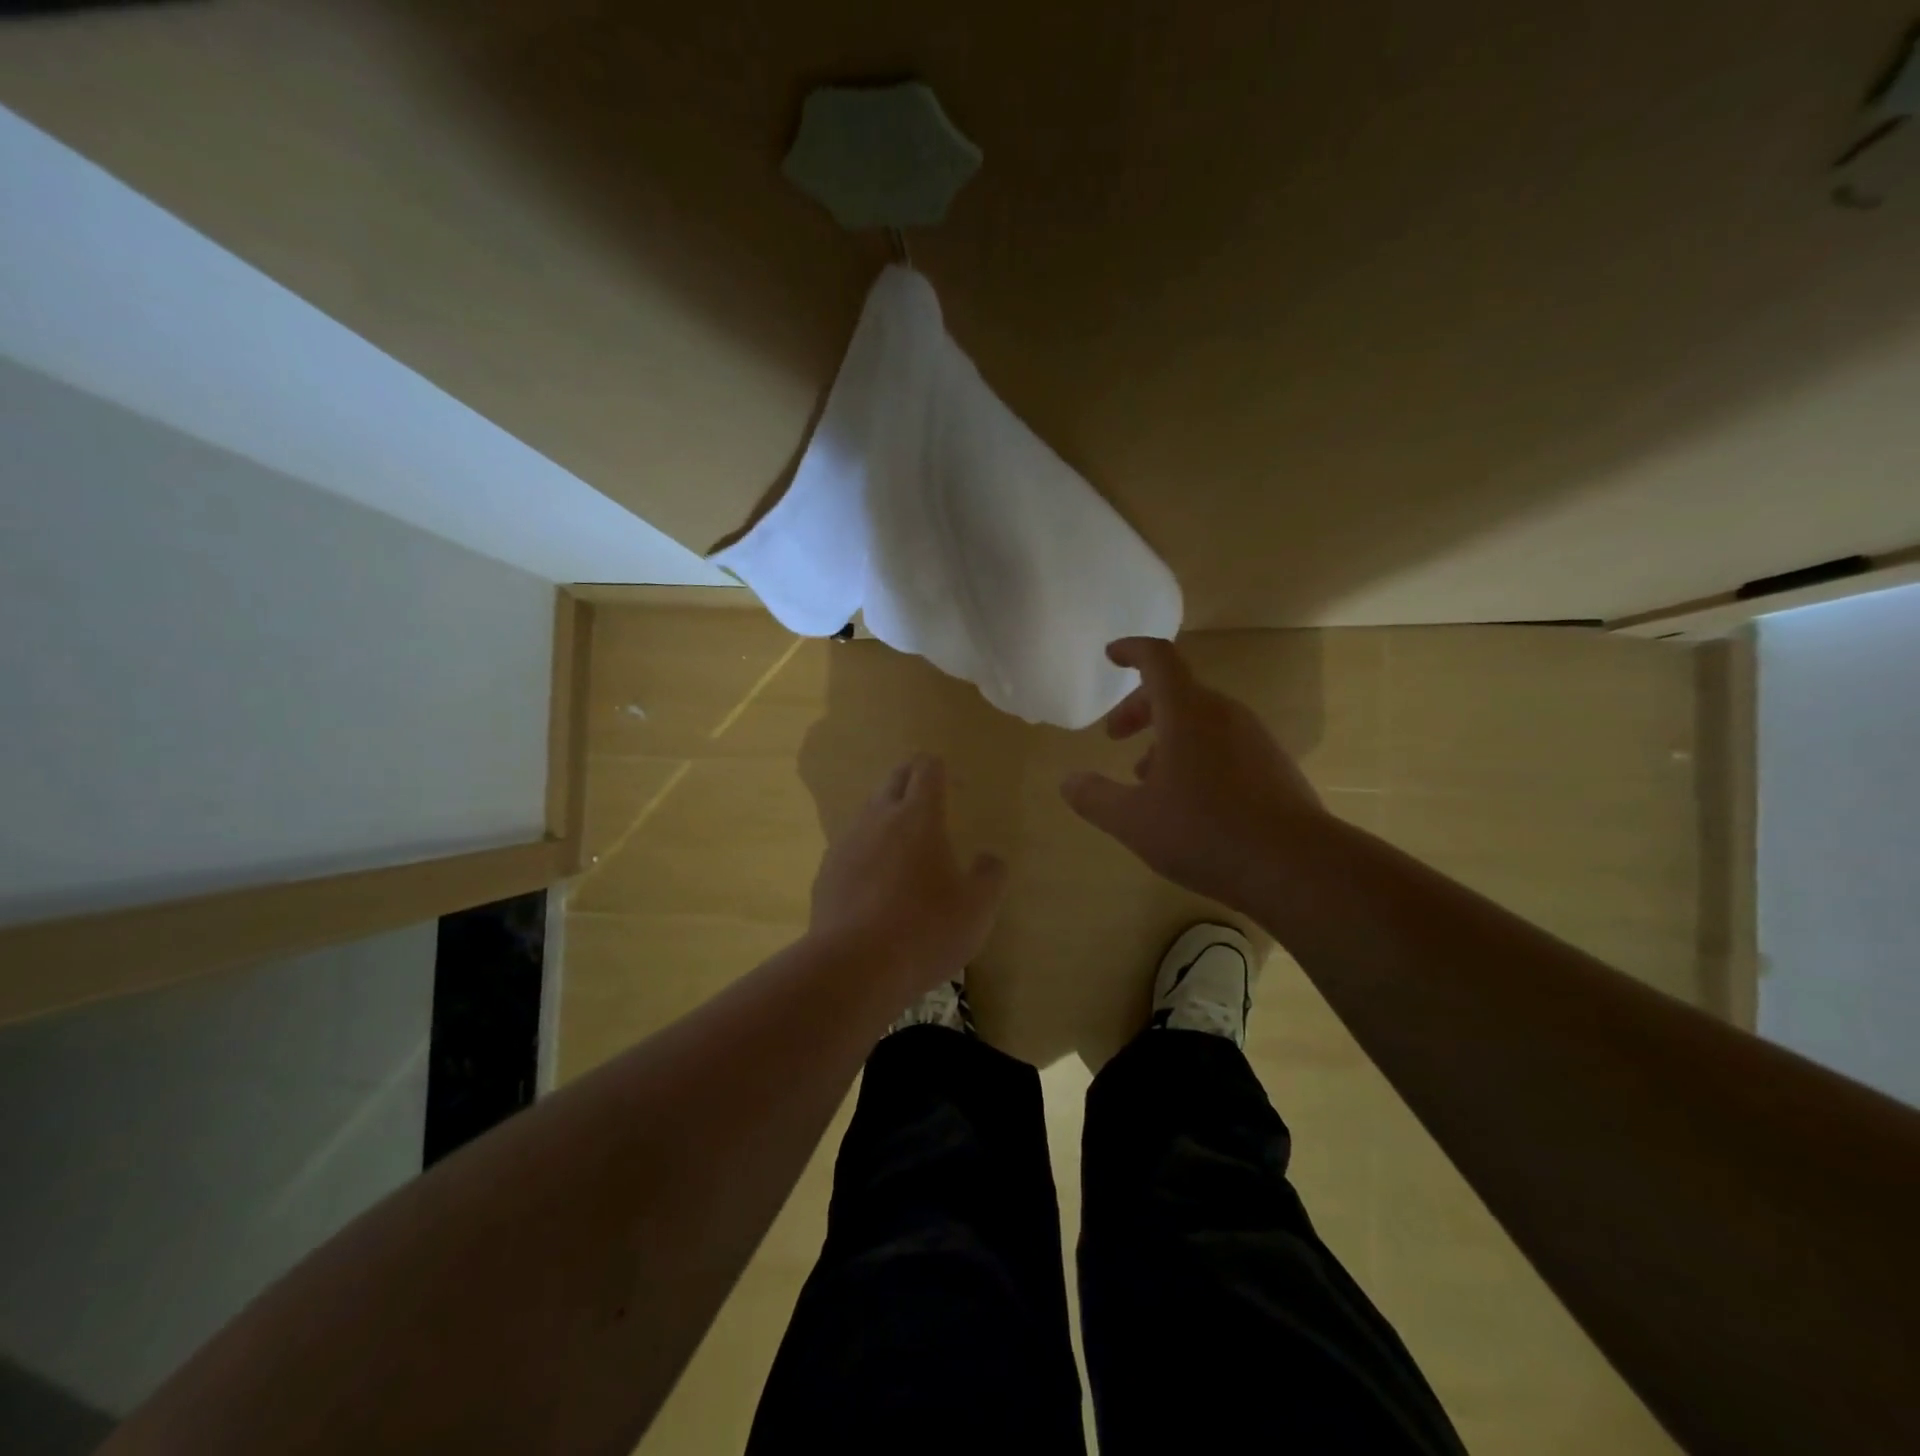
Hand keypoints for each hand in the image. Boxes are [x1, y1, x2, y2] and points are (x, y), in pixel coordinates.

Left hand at [809, 754, 1007, 996]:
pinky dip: (867, 851)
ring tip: (904, 843)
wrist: (854, 967)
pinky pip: (851, 847)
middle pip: (893, 779)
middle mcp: (879, 818)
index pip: (926, 769)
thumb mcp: (977, 909)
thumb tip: (989, 859)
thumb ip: (989, 876)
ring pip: (868, 811)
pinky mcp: (827, 872)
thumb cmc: (925, 930)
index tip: (953, 784)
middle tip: (929, 798)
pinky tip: (876, 881)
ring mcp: (847, 843)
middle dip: (912, 779)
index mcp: (918, 816)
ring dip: (887, 815)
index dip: (940, 769)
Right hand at [1061, 638, 1325, 909]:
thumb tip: (1068, 782)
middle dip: (1139, 707)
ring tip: (1146, 777)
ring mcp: (1255, 740)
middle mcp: (1224, 715)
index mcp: (1188, 712)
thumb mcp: (1133, 820)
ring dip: (1167, 736)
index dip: (1131, 650)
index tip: (1111, 655)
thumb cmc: (1205, 832)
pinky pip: (1224, 744)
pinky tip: (1188, 800)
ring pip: (1201, 720)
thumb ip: (1094, 798)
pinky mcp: (1273, 767)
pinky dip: (1195, 754)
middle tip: (1114, 736)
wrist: (1296, 866)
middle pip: (1177, 691)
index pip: (1158, 659)